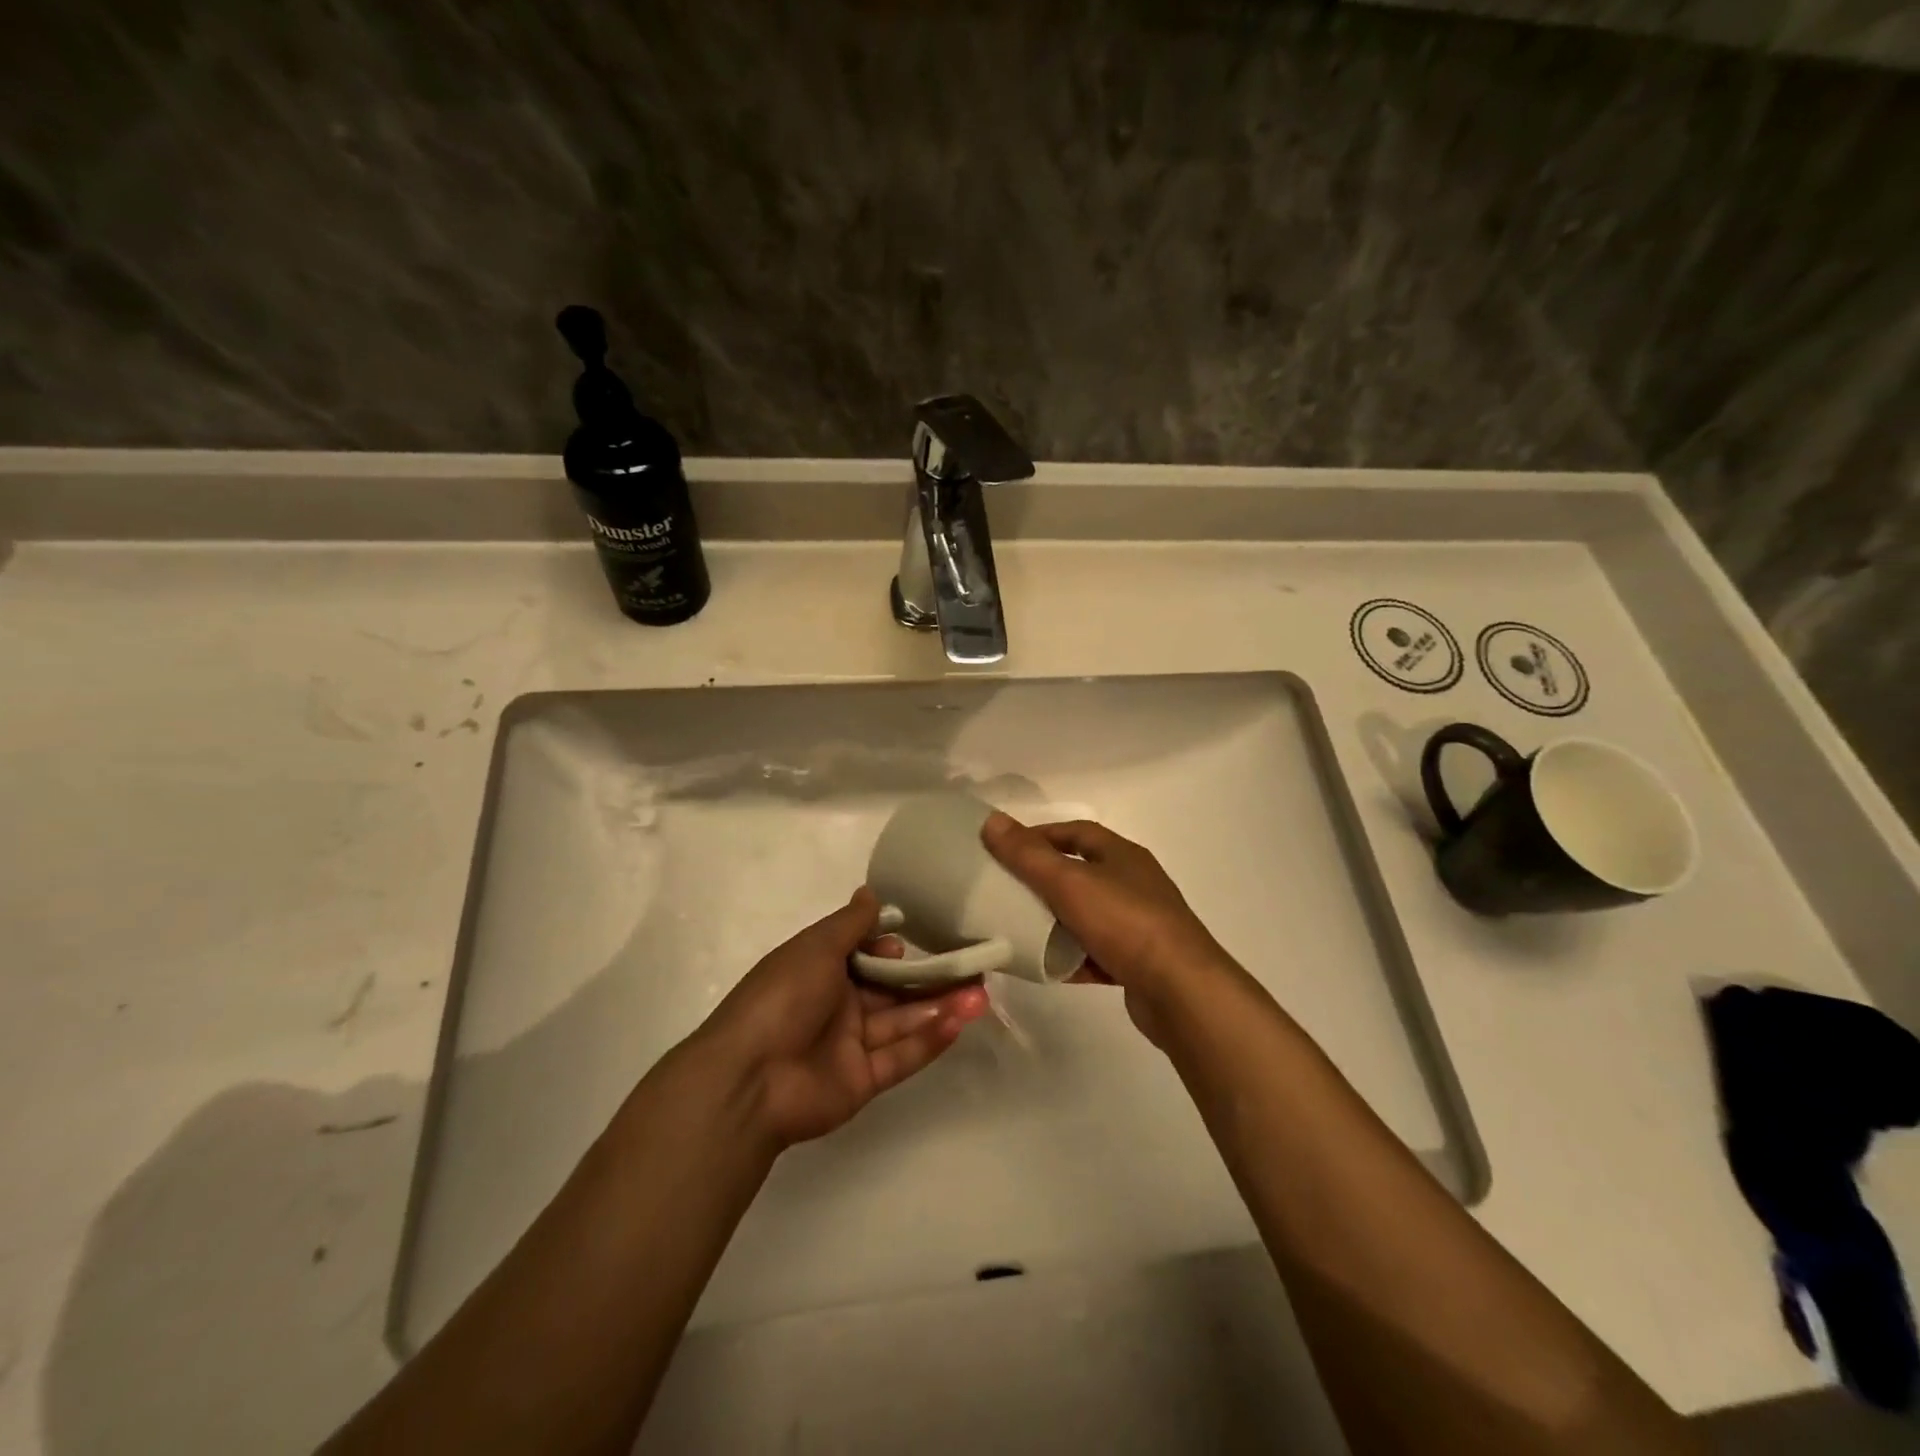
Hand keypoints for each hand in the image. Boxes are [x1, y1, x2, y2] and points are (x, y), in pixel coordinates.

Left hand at [697, 887, 990, 1149]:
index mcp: (820, 971)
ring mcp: (851, 1045)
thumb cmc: (782, 997)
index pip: (866, 955)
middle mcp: (838, 1005)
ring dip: (941, 1007)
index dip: (892, 949)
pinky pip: (901, 1056)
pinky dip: (930, 1040)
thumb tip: (870, 891)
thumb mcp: (815, 947)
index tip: (917, 940)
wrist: (749, 1078)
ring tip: (981, 995)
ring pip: (903, 1021)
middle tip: (974, 968)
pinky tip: (960, 1022)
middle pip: (893, 989)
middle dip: (931, 979)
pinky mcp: (863, 1081)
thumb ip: (850, 923)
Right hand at [981, 812, 1240, 1044]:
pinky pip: (1096, 952)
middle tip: (1006, 890)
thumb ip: (1028, 854)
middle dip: (1044, 880)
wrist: (1180, 991)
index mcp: (1122, 856)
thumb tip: (991, 820)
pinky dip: (1073, 957)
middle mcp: (1134, 884)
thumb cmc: (1124, 922)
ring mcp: (1139, 924)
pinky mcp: (1138, 962)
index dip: (1040, 836)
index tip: (1006, 849)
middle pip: (1081, 874)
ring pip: (1087, 915)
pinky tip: (1048, 968)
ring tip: (1020, 929)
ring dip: (1057, 921)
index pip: (1076, 833)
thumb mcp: (1069, 882)